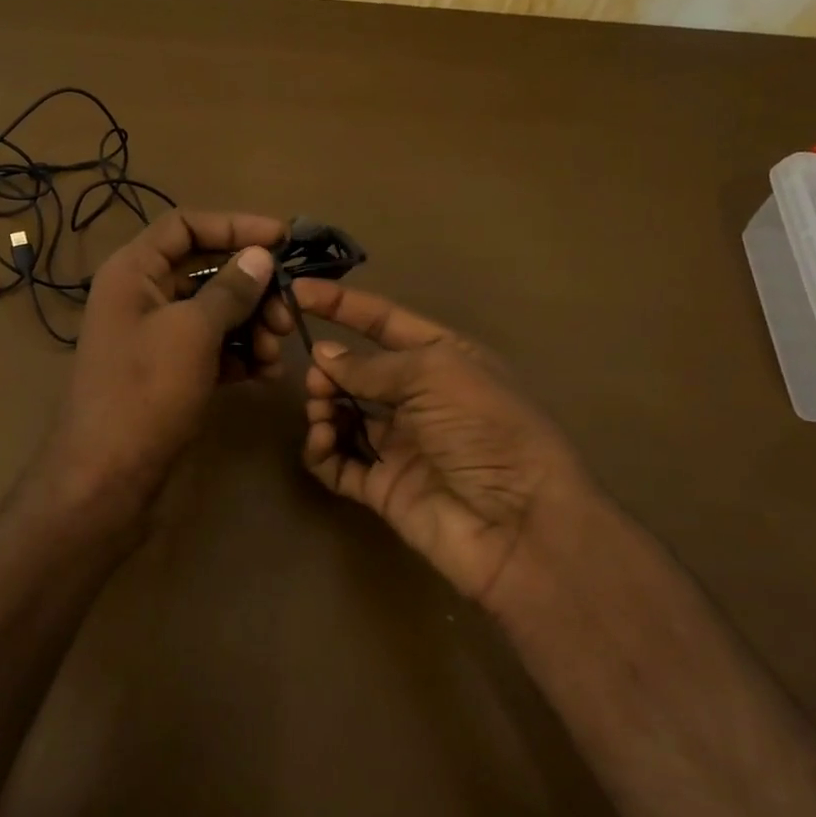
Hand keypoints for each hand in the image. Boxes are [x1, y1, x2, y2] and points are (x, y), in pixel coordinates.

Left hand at [43, 210, 288, 518]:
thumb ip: (230, 289)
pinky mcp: (168, 372)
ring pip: (214, 312)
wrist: (107, 476)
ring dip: (252, 325)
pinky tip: (266, 373)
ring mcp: (154, 336)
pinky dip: (240, 354)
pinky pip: (211, 348)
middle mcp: (141, 296)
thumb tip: (260, 256)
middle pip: (205, 270)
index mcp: (133, 271)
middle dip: (252, 288)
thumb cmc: (145, 391)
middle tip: (288, 313)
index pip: (185, 225)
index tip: (282, 239)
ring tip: (277, 353)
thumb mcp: (192, 332)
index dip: (235, 225)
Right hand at [293, 281, 593, 605]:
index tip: (297, 292)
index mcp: (443, 359)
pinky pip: (339, 462)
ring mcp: (400, 444)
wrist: (518, 524)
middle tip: (317, 380)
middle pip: (358, 371)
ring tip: (322, 413)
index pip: (384, 321)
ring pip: (343, 415)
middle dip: (330, 368)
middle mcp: (420, 399)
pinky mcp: (383, 487)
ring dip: (323, 407)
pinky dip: (322, 450)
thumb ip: (372, 365)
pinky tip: (322, 442)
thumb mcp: (435, 374)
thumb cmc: (486, 429)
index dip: (342, 305)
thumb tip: (323, 355)